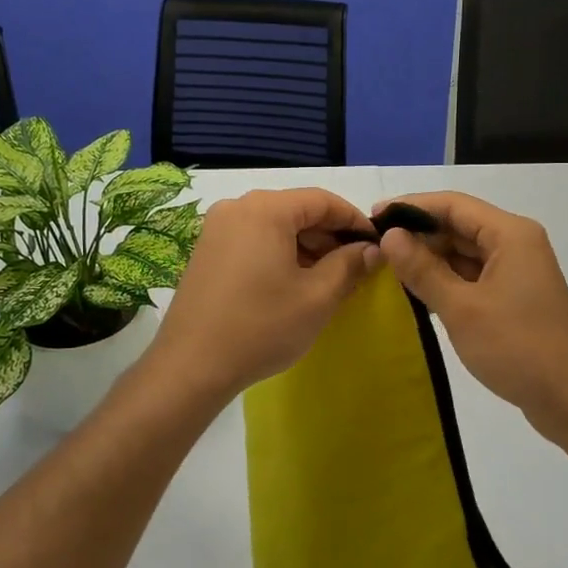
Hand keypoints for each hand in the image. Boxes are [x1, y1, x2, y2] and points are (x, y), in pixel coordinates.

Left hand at [149, 188, 380, 400]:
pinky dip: (280, 253)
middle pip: (297, 210)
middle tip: (356, 267)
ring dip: (306, 246)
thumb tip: (372, 250)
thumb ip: (350, 265)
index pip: (323, 200)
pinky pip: (254, 240)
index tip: (376, 245)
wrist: (191, 366)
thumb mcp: (317, 297)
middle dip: (330, 236)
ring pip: (275, 226)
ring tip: (329, 279)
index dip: (354, 220)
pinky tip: (294, 283)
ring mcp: (217, 229)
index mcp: (266, 209)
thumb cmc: (261, 327)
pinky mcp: (206, 251)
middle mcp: (238, 207)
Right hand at [375, 192, 567, 448]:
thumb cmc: (518, 348)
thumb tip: (390, 236)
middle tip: (375, 249)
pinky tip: (419, 293)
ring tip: (389, 270)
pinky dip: (447, 281)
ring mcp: (518, 272)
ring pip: (466, 253)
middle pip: (460, 226)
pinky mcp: (516, 297)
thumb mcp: (462, 308)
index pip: (453, 205)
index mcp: (510, 234)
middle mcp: (517, 244)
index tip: (373, 217)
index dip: (411, 207)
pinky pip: (474, 277)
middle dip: (419, 235)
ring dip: (431, 260)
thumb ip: (423, 269)